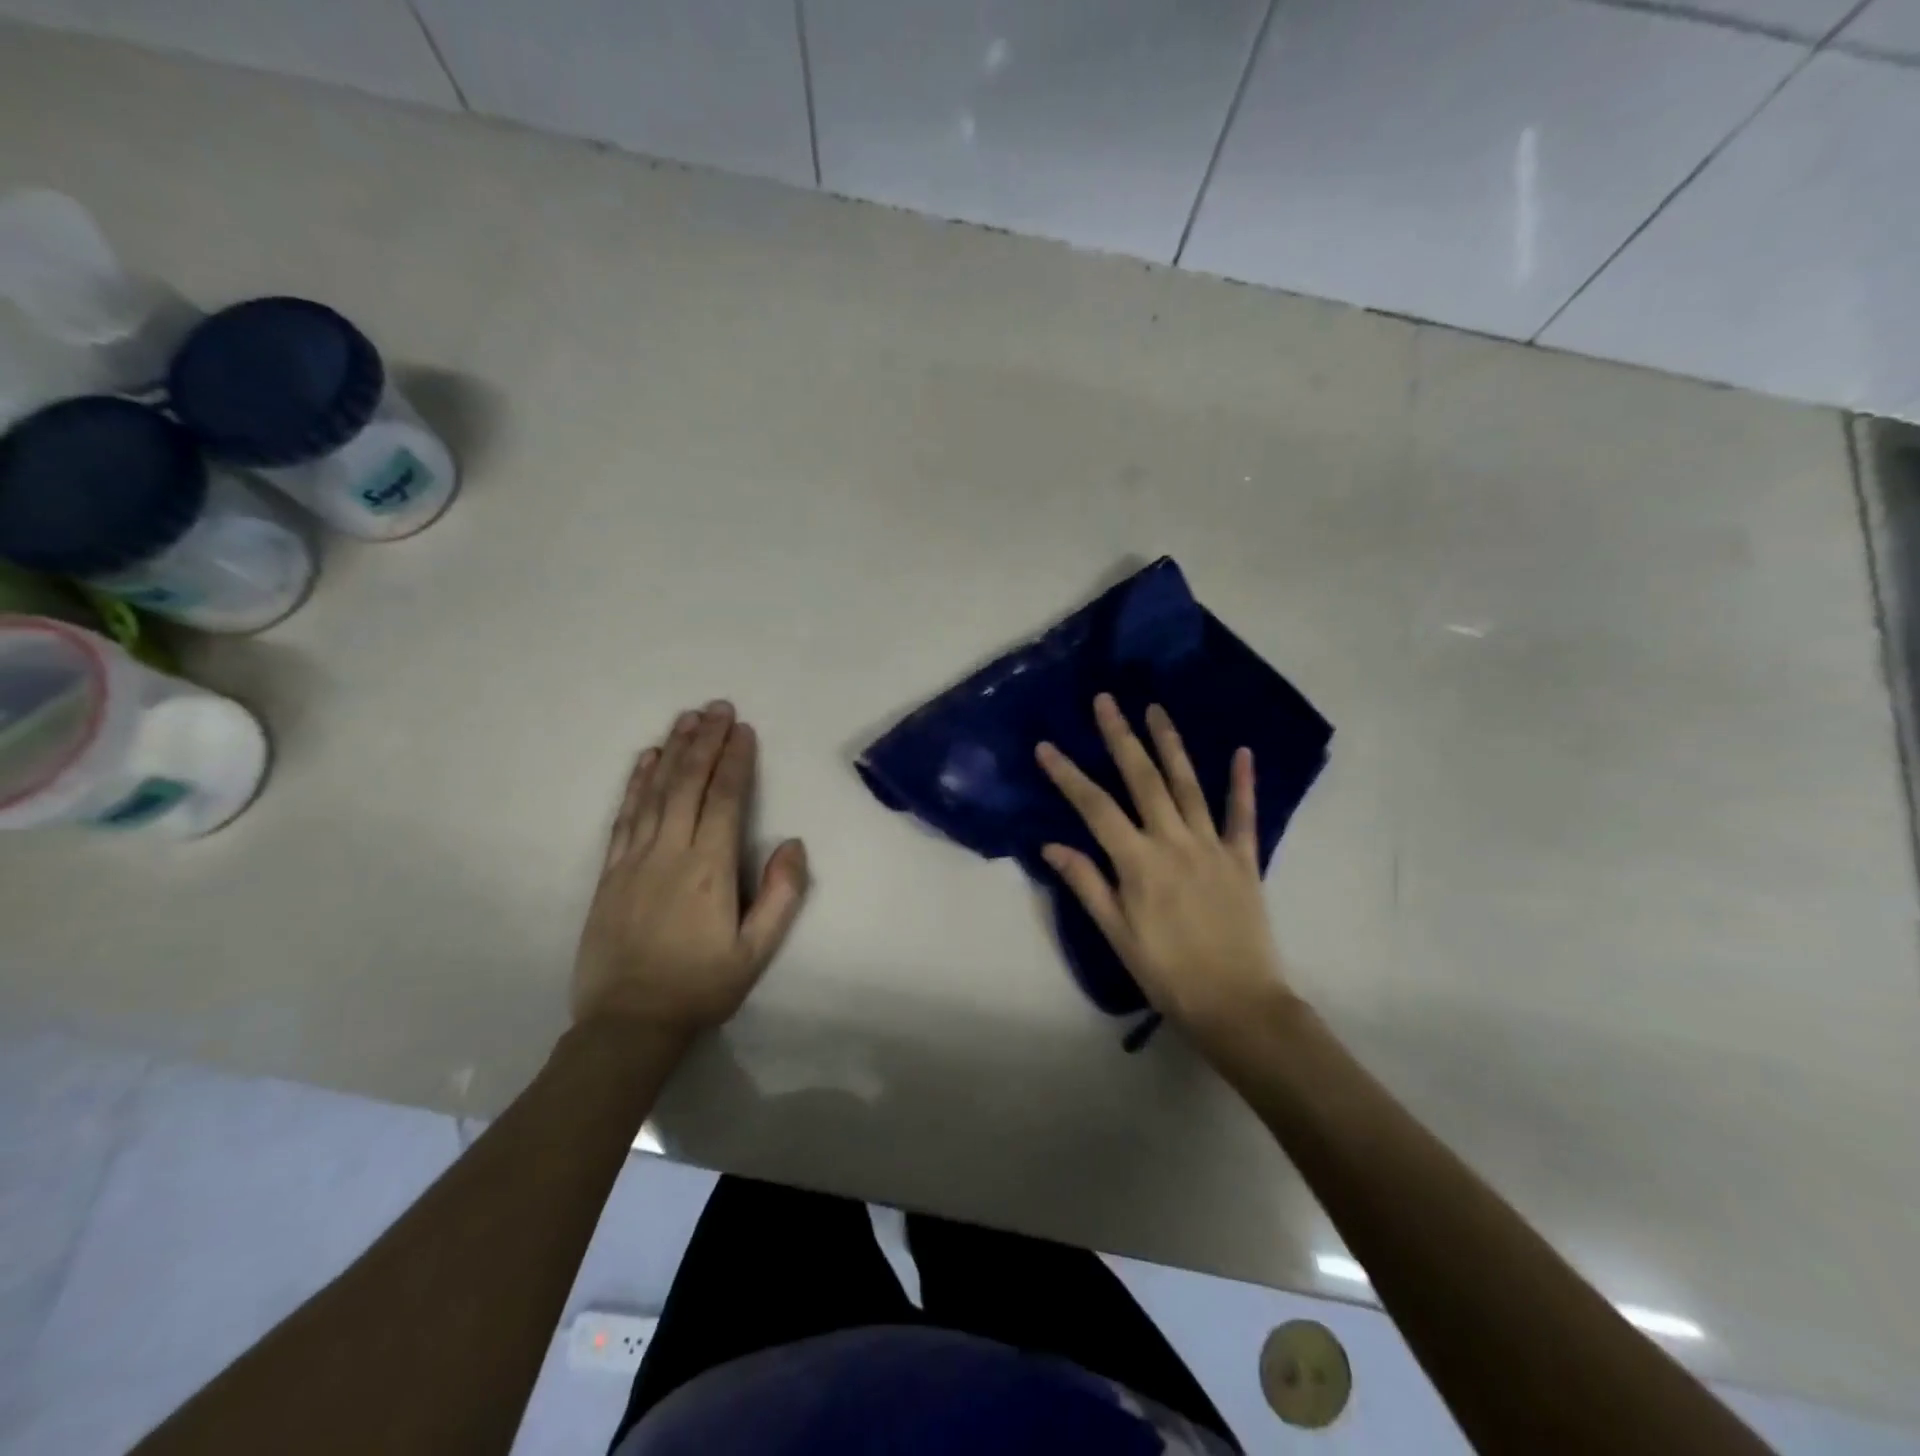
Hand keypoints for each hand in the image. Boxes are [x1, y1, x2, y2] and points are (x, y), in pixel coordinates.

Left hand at [572, 701, 808, 1040]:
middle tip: (717, 707)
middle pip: (688, 784)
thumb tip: (792, 843)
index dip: (735, 761)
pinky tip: (646, 760)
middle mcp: (669, 852)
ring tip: (686, 718)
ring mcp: (634, 859)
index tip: (743, 729)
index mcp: (709, 868)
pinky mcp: (610, 872)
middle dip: (705, 742)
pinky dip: (636, 783)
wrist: (627, 1023)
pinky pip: (624, 816)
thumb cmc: (700, 987)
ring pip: (655, 792)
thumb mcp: (755, 952)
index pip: (724, 799)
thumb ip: (780, 896)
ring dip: (673, 751)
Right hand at [1036, 695, 1292, 1040]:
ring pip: (1188, 785)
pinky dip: (1242, 783)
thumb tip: (1052, 846)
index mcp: (1138, 863)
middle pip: (1142, 780)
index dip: (1068, 775)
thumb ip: (1087, 885)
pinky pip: (1244, 815)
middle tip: (1107, 701)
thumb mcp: (1117, 935)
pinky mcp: (1244, 859)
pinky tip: (1242, 752)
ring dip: (1171, 745)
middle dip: (1121, 738)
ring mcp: (1212, 846)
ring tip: (1156, 709)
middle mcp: (1174, 842)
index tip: (1047, 747)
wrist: (1238, 1004)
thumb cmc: (1168, 974)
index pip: (1094, 808)